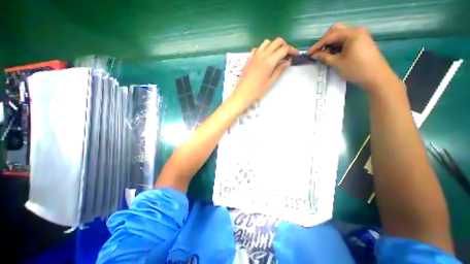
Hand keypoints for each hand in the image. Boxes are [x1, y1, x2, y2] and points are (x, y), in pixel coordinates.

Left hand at [229, 37, 296, 108]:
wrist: (242, 94)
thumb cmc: (257, 91)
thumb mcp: (270, 82)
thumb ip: (279, 70)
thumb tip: (287, 62)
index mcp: (269, 61)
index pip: (284, 49)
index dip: (292, 50)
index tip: (295, 55)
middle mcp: (262, 55)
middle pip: (276, 41)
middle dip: (284, 45)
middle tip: (287, 55)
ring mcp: (254, 56)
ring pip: (266, 43)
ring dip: (273, 45)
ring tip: (276, 55)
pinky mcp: (248, 59)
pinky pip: (257, 48)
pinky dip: (263, 49)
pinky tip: (264, 57)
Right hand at [309, 24, 399, 93]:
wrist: (374, 76)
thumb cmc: (355, 69)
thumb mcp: (336, 63)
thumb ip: (324, 57)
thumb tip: (313, 55)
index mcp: (351, 34)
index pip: (329, 37)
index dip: (317, 46)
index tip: (308, 54)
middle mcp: (356, 31)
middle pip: (335, 32)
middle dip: (323, 42)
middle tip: (317, 52)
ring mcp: (359, 36)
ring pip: (339, 36)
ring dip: (329, 44)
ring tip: (322, 55)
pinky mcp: (359, 42)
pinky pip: (344, 41)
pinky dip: (335, 47)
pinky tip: (331, 55)